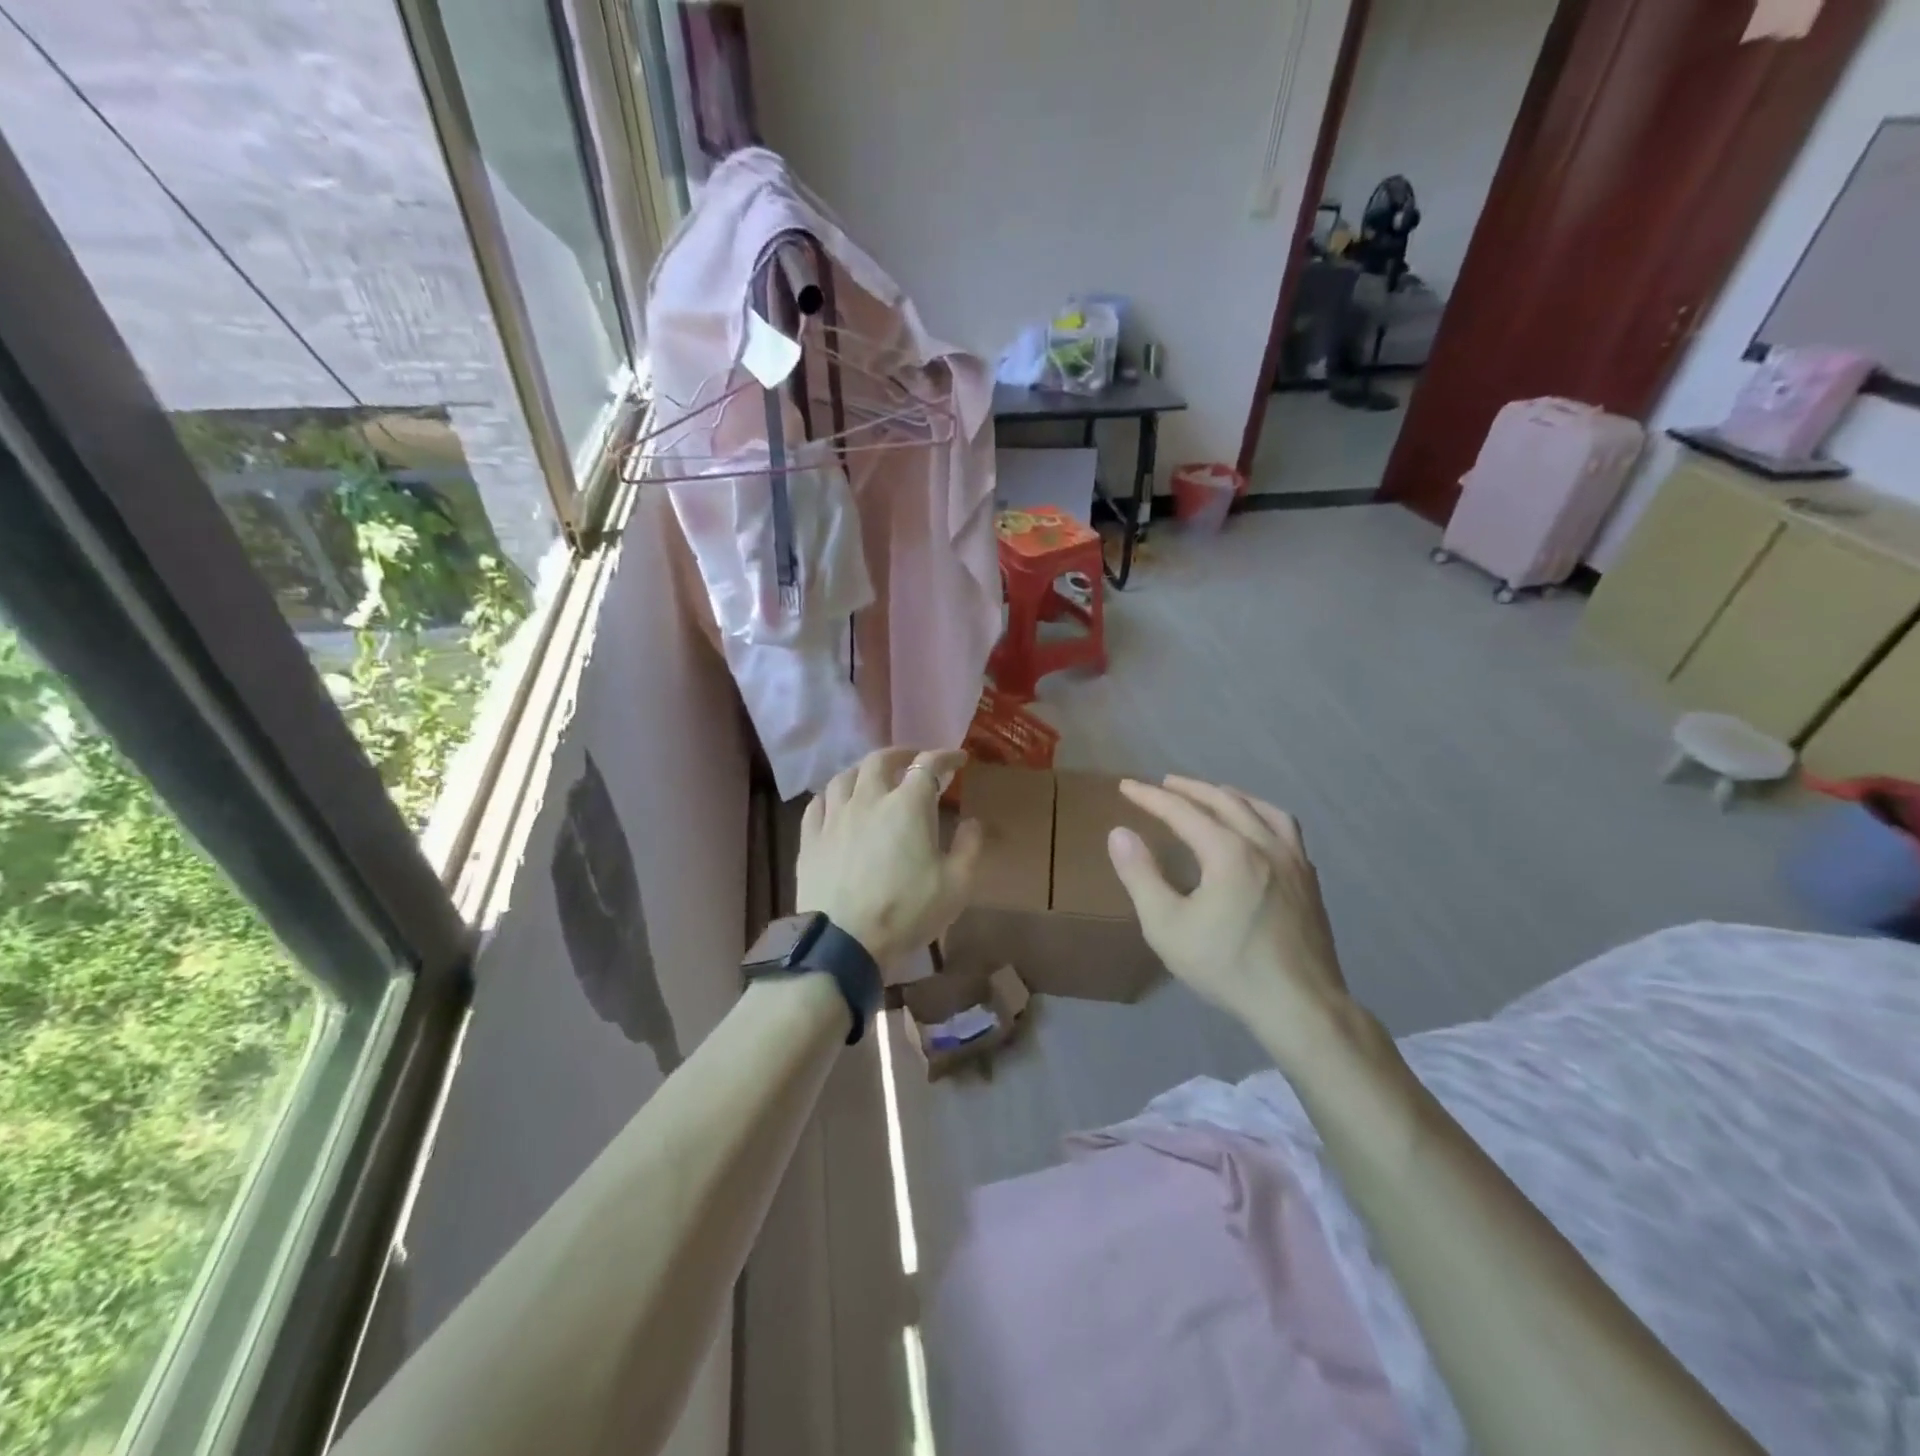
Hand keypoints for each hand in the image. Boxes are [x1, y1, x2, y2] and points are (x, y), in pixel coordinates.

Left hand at [796, 748, 983, 968]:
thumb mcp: (956, 885)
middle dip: (901, 754)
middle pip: (880, 760)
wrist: (844, 941)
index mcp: (907, 805)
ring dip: (863, 770)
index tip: (958, 759)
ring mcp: (834, 817)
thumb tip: (972, 821)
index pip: (928, 765)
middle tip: (913, 760)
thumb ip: (969, 847)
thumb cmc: (906, 911)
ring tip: (872, 777)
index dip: (946, 756)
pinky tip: (836, 802)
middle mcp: (868, 799)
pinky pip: (817, 803)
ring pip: (845, 776)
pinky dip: (832, 795)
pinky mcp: (810, 838)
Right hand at [1106, 776, 1356, 1068]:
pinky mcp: (1309, 880)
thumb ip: (1141, 876)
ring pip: (1261, 809)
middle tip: (1164, 784)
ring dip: (1230, 796)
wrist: (1300, 1005)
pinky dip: (1262, 815)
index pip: (1182, 811)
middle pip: (1224, 801)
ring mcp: (1294, 860)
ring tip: (1212, 795)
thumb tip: (1119, 833)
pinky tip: (1257, 830)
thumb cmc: (1227, 966)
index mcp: (1228, 852)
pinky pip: (1286, 828)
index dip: (1151, 797)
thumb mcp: (1167, 926)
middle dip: (1190, 789)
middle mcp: (1264, 844)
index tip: (1127, 786)